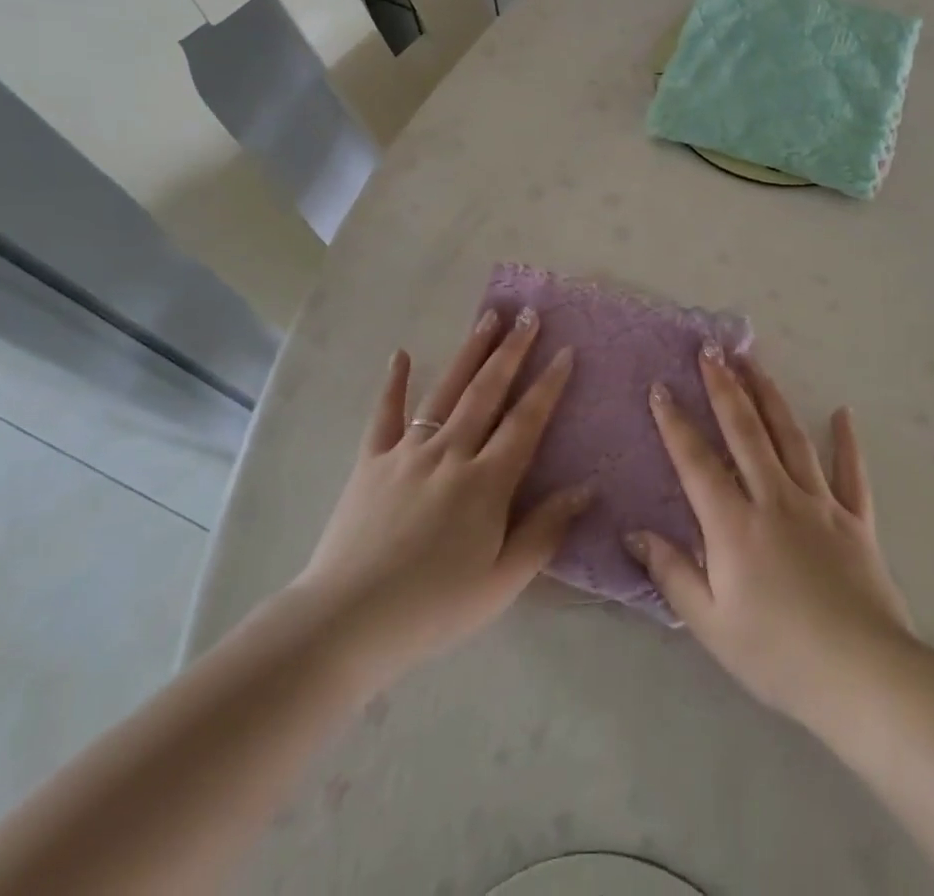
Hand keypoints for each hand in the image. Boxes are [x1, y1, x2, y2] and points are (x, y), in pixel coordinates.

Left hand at [291, 307, 592, 682]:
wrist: (347, 621)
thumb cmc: (433, 607)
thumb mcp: (501, 582)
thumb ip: (544, 531)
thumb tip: (586, 489)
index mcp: (486, 482)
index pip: (526, 422)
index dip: (548, 385)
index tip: (565, 351)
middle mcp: (450, 453)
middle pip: (487, 392)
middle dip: (512, 350)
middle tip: (528, 314)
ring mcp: (407, 452)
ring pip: (445, 391)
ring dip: (469, 352)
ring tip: (487, 317)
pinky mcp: (370, 461)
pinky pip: (384, 414)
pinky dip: (392, 383)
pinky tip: (399, 354)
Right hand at [625, 346, 913, 731]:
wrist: (863, 678)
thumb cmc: (778, 655)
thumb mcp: (711, 624)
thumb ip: (672, 573)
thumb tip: (634, 533)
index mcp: (734, 525)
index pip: (697, 461)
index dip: (675, 423)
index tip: (661, 387)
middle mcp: (775, 499)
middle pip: (745, 431)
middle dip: (724, 387)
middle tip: (711, 350)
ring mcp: (820, 505)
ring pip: (790, 437)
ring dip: (769, 396)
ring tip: (754, 362)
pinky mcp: (856, 520)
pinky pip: (852, 473)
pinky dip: (846, 441)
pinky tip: (842, 412)